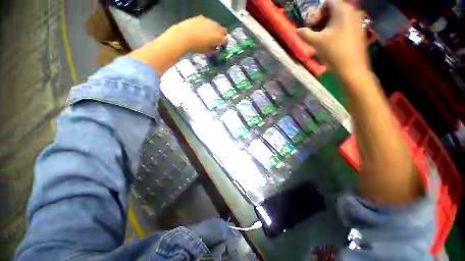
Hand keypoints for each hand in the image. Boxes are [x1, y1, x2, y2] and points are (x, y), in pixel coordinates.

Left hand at [171, 15, 226, 53]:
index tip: (222, 47)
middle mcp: (215, 28)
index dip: (224, 44)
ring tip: (210, 35)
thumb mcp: (207, 51)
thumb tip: (215, 47)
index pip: (225, 39)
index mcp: (217, 37)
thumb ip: (213, 49)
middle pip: (223, 30)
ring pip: (216, 25)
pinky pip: (208, 22)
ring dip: (215, 30)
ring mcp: (208, 21)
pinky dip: (208, 26)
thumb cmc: (196, 46)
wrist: (184, 36)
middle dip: (222, 35)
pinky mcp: (201, 18)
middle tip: (218, 40)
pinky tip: (202, 30)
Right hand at [297, 0, 368, 79]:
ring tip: (320, 38)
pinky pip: (344, 24)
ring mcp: (356, 21)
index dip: (317, 12)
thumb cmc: (334, 52)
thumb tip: (297, 30)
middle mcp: (352, 11)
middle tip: (314, 31)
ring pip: (338, 17)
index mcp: (342, 10)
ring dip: (327, 25)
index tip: (311, 24)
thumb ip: (305, 34)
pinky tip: (330, 41)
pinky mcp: (358, 30)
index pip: (327, 2)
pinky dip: (335, 29)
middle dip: (321, 19)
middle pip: (333, 9)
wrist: (351, 68)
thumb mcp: (316, 42)